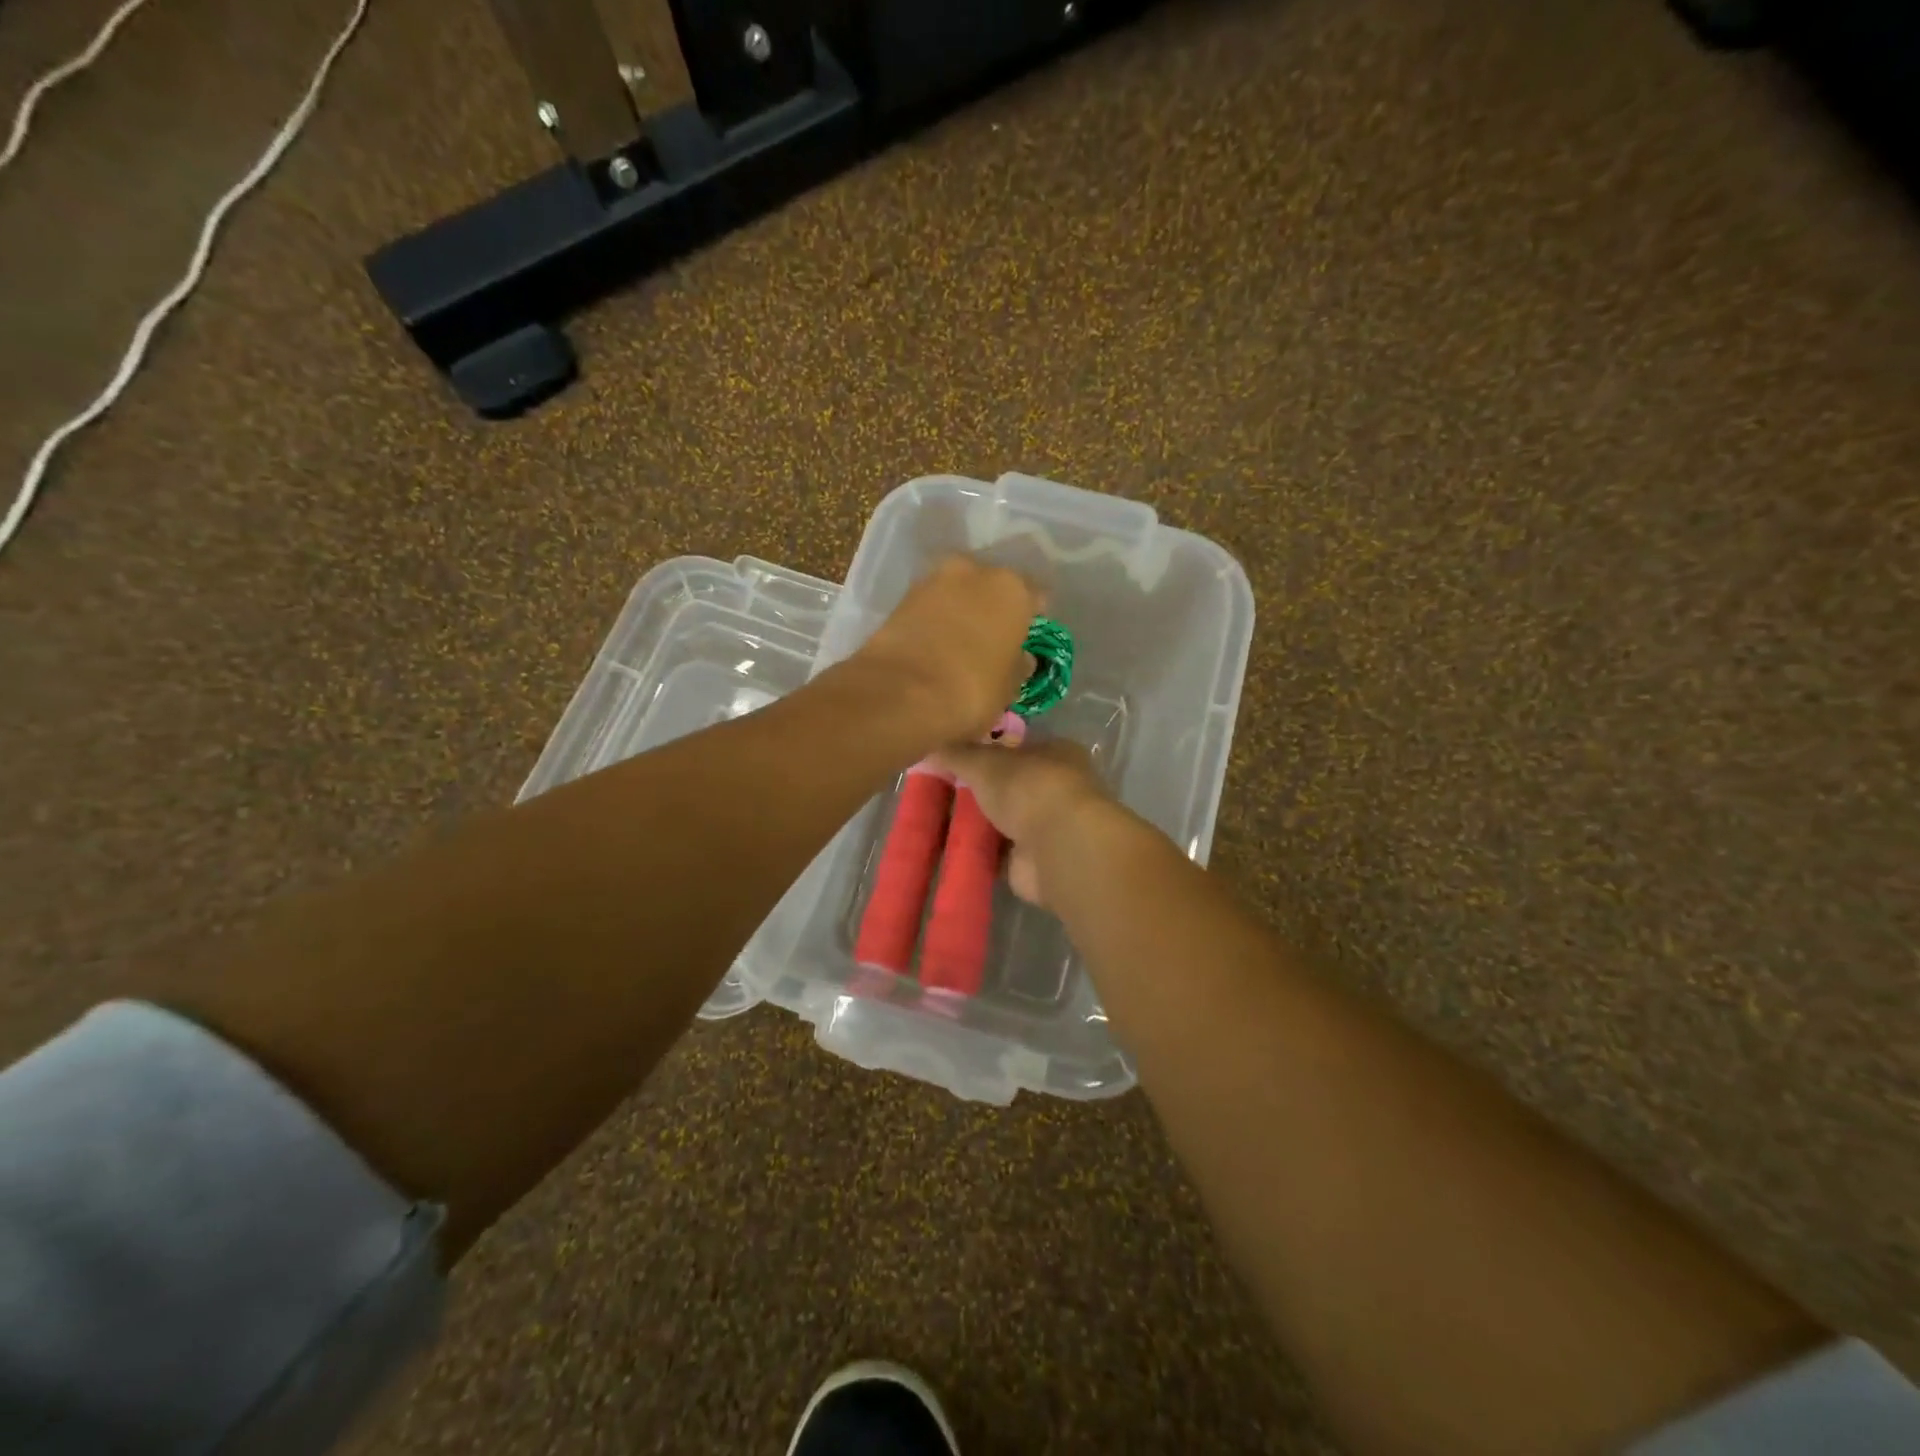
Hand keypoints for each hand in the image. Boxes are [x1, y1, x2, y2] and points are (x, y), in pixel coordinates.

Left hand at [853, 556, 1041, 744]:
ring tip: (958, 645)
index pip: (1035, 597)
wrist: (900, 694)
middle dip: (992, 609)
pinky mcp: (900, 597)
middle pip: (992, 587)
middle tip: (990, 641)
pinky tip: (933, 647)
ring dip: (960, 612)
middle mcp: (975, 571)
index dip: (1032, 620)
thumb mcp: (1009, 687)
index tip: (1026, 640)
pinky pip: (929, 606)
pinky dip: (934, 621)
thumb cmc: (972, 690)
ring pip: (958, 593)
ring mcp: (933, 579)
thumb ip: (1018, 665)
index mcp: (1014, 588)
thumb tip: (1019, 657)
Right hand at [929, 739, 1115, 908]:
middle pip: (1008, 786)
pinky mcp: (1036, 862)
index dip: (985, 752)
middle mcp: (1057, 788)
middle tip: (937, 790)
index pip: (1016, 748)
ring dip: (975, 823)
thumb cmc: (1029, 788)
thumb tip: (926, 747)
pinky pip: (998, 854)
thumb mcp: (984, 761)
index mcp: (1056, 753)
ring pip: (1003, 821)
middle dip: (977, 791)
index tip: (952, 758)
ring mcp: (1049, 828)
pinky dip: (977, 852)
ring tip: (934, 820)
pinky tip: (948, 849)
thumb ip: (956, 753)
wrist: (1057, 848)